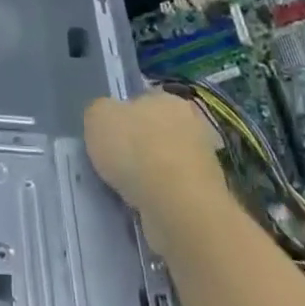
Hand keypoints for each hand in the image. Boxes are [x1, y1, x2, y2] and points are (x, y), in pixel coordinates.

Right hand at [84, 90, 225, 221]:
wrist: (177, 206)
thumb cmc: (135, 150)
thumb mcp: (98, 117)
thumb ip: (100, 112)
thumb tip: (108, 119)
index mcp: (168, 98)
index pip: (143, 100)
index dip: (123, 116)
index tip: (109, 136)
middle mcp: (192, 124)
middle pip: (158, 131)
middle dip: (141, 146)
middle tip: (116, 163)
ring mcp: (204, 162)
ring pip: (168, 163)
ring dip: (152, 175)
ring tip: (127, 191)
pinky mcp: (207, 196)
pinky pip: (175, 191)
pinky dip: (162, 198)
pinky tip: (145, 207)